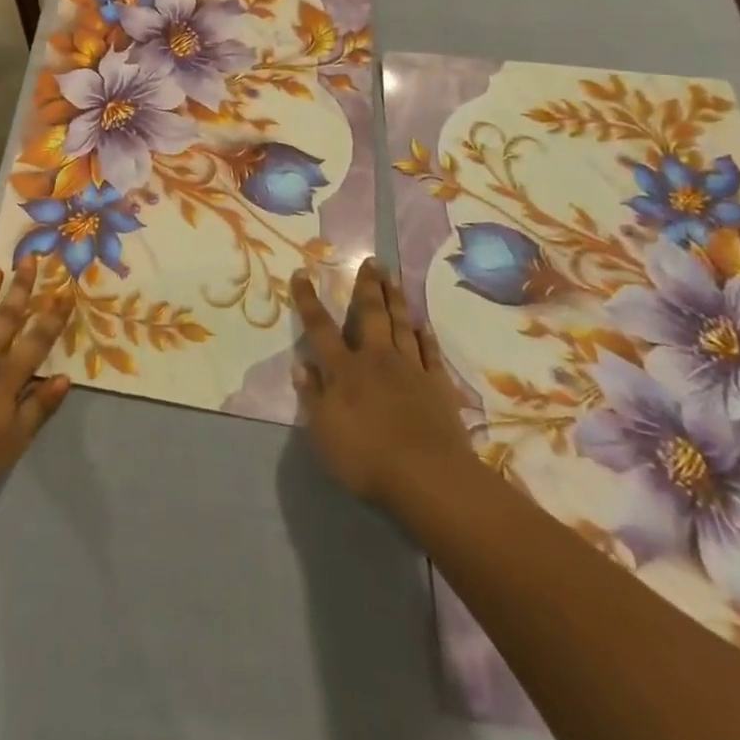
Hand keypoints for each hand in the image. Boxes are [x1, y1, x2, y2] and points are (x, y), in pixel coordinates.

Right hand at [291, 259, 476, 509]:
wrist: (429, 479)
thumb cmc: (367, 458)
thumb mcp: (324, 433)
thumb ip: (313, 397)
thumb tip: (302, 366)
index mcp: (344, 370)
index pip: (320, 328)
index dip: (308, 300)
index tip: (302, 273)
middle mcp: (376, 359)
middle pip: (370, 315)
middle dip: (367, 286)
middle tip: (371, 260)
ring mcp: (410, 369)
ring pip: (401, 325)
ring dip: (395, 299)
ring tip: (393, 276)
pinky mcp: (437, 386)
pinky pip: (429, 353)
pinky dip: (424, 336)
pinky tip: (422, 324)